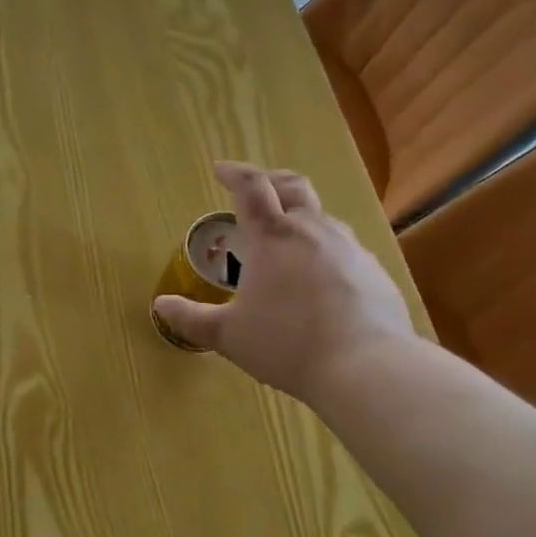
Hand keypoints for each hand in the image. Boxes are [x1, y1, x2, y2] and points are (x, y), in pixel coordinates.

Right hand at [153, 162, 415, 404]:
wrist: (365, 366)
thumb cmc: (286, 344)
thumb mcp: (228, 335)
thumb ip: (192, 319)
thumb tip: (160, 306)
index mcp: (274, 237)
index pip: (252, 187)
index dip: (234, 174)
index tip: (220, 170)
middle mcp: (314, 231)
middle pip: (293, 187)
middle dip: (271, 181)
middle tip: (256, 190)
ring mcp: (350, 248)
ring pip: (322, 218)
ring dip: (300, 217)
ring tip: (287, 239)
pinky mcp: (374, 272)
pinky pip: (345, 250)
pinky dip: (325, 251)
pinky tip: (321, 280)